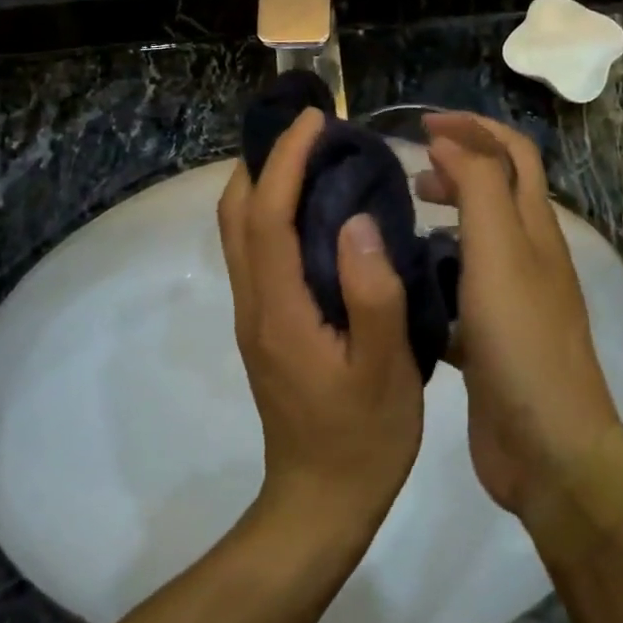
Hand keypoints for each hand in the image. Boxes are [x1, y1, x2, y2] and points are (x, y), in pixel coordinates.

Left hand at [219, 108, 423, 546]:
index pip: (267, 213)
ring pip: (239, 230)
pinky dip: (272, 211)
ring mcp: (253, 314)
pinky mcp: (264, 324)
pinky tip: (314, 211)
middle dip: (265, 159)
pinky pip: (255, 250)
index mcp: (279, 307)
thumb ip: (372, 292)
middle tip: (313, 131)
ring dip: (265, 183)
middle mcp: (253, 302)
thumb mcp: (385, 368)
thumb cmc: (362, 437)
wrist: (319, 503)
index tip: (316, 119)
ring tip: (313, 158)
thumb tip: (357, 217)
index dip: (287, 159)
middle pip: (236, 213)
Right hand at [415, 113, 621, 517]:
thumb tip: (450, 143)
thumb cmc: (521, 338)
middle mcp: (528, 255)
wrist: (546, 447)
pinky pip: (459, 288)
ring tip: (405, 219)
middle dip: (458, 166)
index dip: (473, 128)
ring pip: (476, 239)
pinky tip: (404, 282)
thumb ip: (477, 187)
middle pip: (497, 190)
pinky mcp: (488, 336)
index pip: (512, 153)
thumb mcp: (500, 250)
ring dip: (445, 217)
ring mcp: (510, 298)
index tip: (422, 126)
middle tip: (411, 173)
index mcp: (535, 228)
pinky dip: (435, 271)